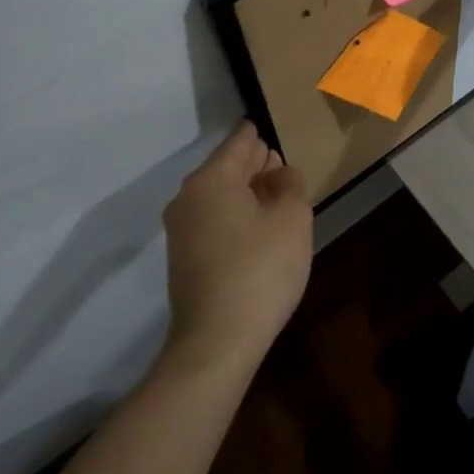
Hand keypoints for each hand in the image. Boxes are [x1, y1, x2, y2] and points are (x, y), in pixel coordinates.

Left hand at [162, 122, 311, 373]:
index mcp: (211, 178)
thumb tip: (278, 173)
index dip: (262, 135)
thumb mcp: (293, 218)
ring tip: (277, 200)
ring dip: (247, 193)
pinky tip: (258, 231)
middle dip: (256, 164)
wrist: (217, 341)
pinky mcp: (182, 258)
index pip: (241, 141)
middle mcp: (188, 196)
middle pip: (226, 167)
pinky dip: (234, 216)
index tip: (278, 132)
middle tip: (284, 168)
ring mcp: (180, 229)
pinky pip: (212, 220)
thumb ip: (290, 183)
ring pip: (219, 195)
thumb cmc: (261, 269)